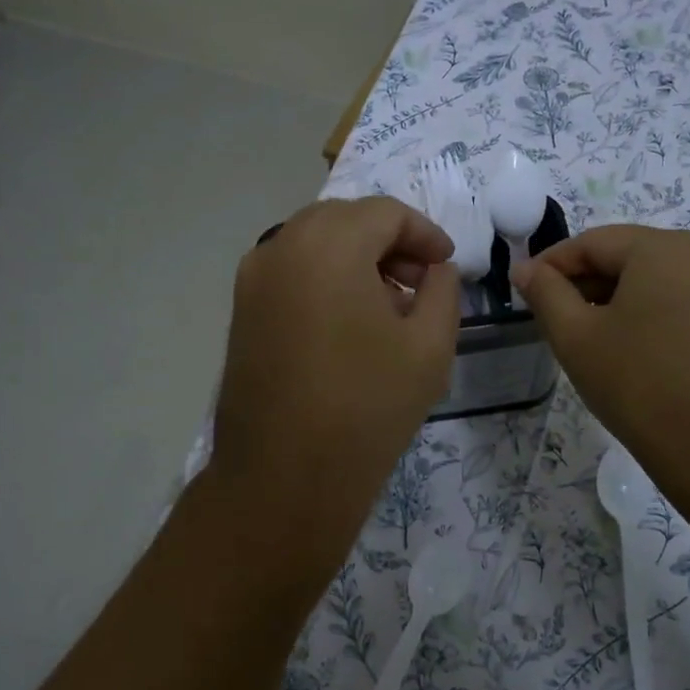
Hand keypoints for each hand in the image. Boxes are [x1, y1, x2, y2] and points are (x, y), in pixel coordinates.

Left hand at [206, 196, 460, 581]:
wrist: (285, 477)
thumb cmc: (367, 407)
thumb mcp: (430, 346)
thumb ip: (442, 291)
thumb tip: (435, 269)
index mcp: (329, 244)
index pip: (385, 213)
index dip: (425, 232)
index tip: (447, 265)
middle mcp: (281, 246)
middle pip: (345, 220)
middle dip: (389, 241)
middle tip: (420, 281)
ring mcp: (253, 280)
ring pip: (314, 244)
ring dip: (356, 259)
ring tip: (389, 304)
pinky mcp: (241, 312)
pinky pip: (291, 273)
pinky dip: (325, 278)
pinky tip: (349, 323)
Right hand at [512, 225, 689, 477]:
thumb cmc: (639, 384)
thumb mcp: (576, 336)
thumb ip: (545, 293)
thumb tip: (525, 269)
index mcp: (664, 248)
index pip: (592, 241)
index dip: (551, 264)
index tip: (521, 291)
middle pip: (625, 256)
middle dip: (581, 282)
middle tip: (547, 317)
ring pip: (650, 280)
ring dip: (609, 299)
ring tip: (580, 336)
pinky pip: (675, 301)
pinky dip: (641, 314)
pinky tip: (621, 347)